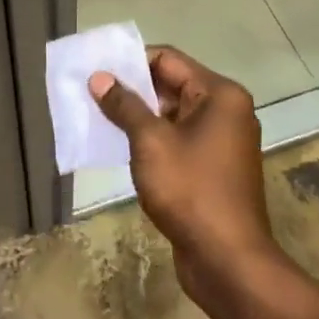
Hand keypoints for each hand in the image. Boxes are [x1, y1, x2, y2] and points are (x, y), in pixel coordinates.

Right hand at [89, 47, 283, 311]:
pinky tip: (121, 147)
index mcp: (220, 94)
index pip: (168, 59)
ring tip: (98, 118)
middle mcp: (226, 111)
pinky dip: (152, 140)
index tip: (97, 71)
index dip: (131, 61)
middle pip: (171, 85)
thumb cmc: (190, 190)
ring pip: (172, 115)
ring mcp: (222, 141)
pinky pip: (178, 140)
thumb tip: (100, 78)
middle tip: (91, 94)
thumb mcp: (150, 142)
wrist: (227, 259)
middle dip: (132, 89)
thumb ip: (124, 105)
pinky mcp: (213, 168)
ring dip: (139, 116)